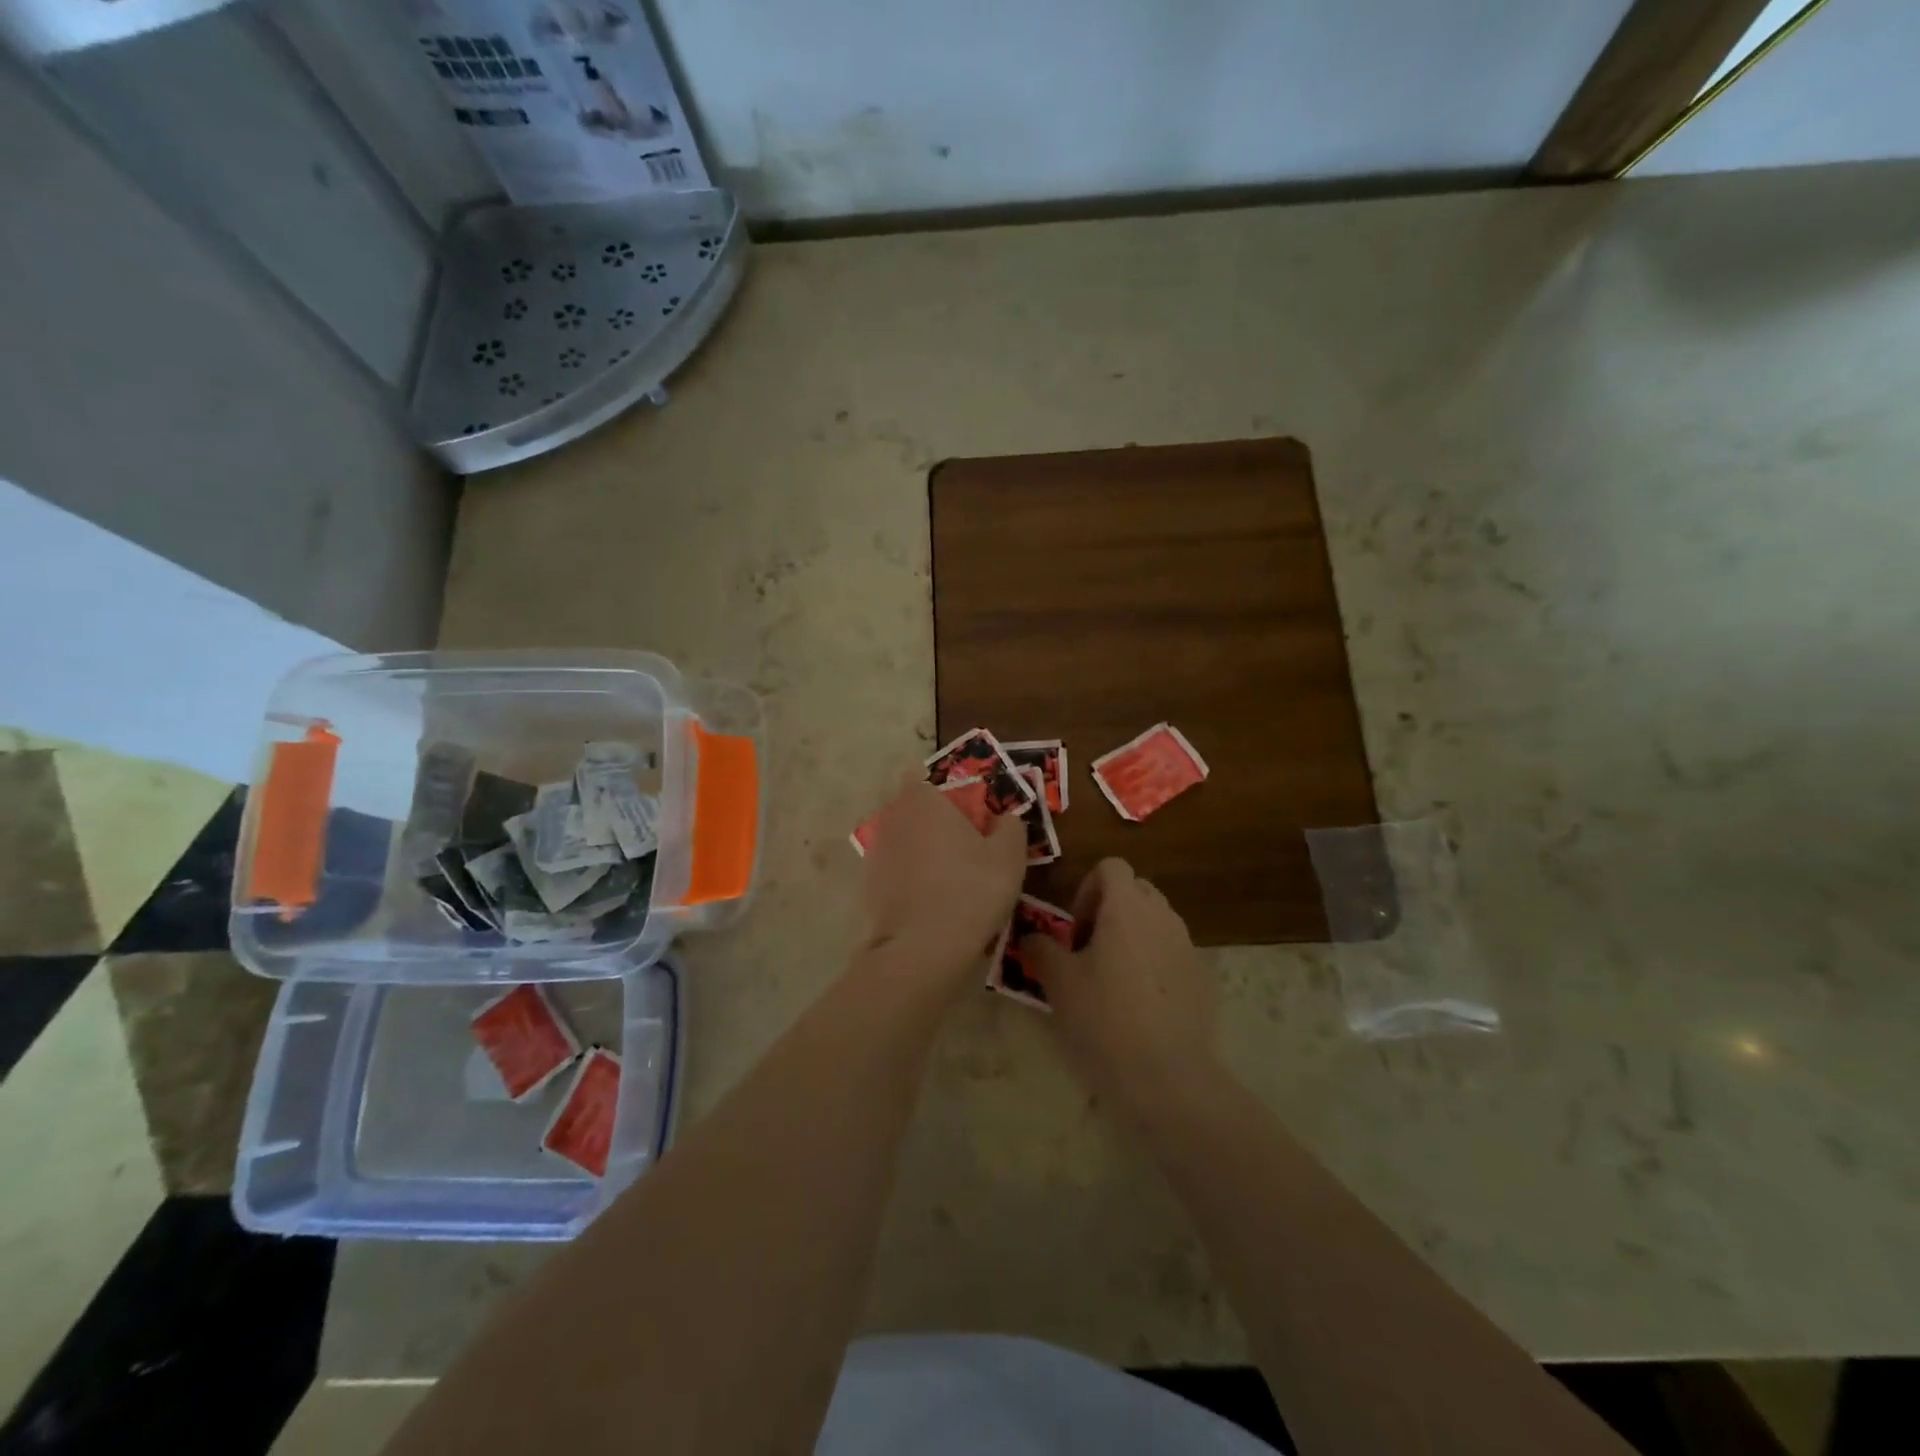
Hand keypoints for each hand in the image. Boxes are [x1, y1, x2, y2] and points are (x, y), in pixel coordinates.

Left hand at [860, 774, 1025, 991]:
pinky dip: (908, 878)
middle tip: (963, 846)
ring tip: (948, 879)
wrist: (920, 950)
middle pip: (912, 808)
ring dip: (920, 850)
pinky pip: (894, 869)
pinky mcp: (868, 884)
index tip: (965, 812)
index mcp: (924, 800)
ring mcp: (876, 851)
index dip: (944, 791)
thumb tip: (1004, 817)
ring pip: (902, 839)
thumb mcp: (1009, 857)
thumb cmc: (970, 891)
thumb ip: (1010, 826)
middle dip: (932, 820)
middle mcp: (893, 817)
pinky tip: (929, 902)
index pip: (923, 776)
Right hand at [1022, 859, 1217, 1117]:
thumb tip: (1030, 937)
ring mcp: (1187, 945)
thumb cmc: (1104, 1017)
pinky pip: (1172, 953)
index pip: (1111, 866)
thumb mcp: (1058, 981)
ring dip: (1133, 935)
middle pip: (1136, 890)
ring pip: (1156, 921)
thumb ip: (1040, 948)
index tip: (1074, 929)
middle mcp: (1162, 915)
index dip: (1087, 888)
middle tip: (1089, 949)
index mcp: (1126, 907)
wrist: (1167, 1074)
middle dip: (1110, 909)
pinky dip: (1154, 963)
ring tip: (1113, 978)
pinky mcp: (1202, 977)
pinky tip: (1141, 1004)